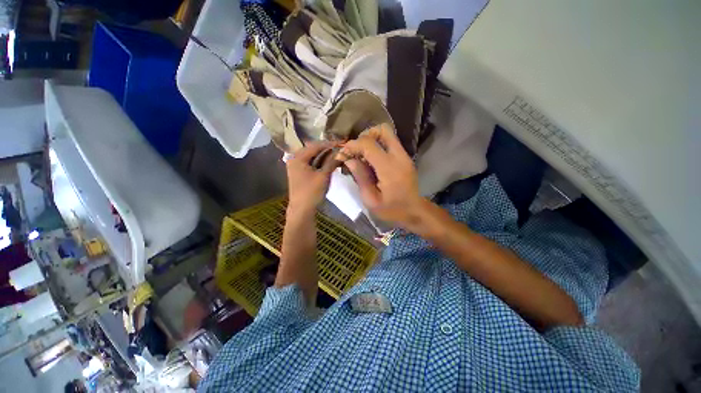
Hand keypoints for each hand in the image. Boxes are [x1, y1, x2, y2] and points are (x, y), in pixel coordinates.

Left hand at [286, 142, 339, 214]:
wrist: (302, 210)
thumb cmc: (311, 192)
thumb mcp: (323, 176)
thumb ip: (332, 162)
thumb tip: (342, 152)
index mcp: (297, 158)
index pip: (315, 146)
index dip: (329, 144)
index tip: (341, 143)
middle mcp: (294, 159)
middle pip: (312, 150)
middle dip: (326, 150)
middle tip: (339, 149)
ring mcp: (295, 167)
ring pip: (312, 157)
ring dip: (323, 156)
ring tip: (336, 155)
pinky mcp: (299, 173)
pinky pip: (310, 163)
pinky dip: (319, 162)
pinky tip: (328, 163)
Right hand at [336, 124, 426, 228]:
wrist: (414, 212)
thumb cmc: (391, 210)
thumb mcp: (371, 200)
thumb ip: (360, 177)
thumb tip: (349, 159)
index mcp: (389, 169)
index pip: (369, 144)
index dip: (353, 145)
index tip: (343, 153)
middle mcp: (399, 157)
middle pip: (383, 130)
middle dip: (365, 136)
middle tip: (356, 151)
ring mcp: (404, 156)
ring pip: (387, 134)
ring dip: (371, 140)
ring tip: (362, 156)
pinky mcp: (405, 158)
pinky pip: (390, 143)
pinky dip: (378, 146)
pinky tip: (371, 160)